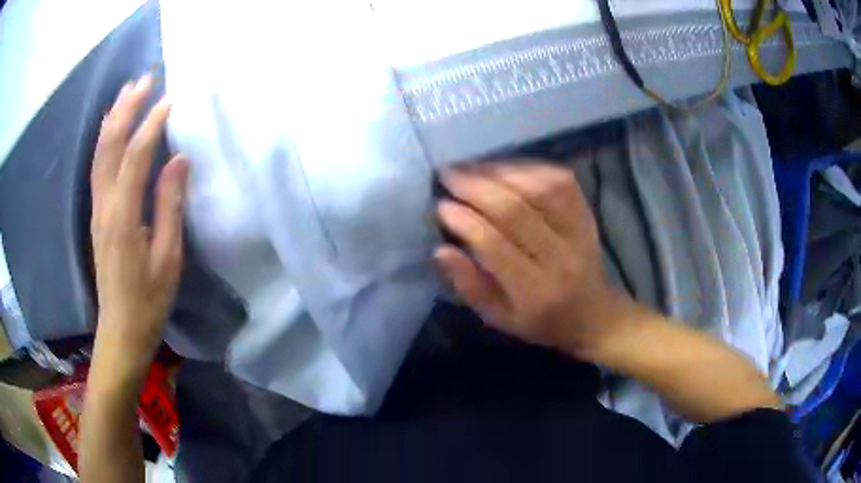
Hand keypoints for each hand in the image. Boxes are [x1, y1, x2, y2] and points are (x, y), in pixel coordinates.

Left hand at [90, 75, 188, 377]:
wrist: (121, 331)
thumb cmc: (148, 301)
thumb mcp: (167, 258)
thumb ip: (170, 206)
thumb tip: (178, 160)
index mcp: (123, 217)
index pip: (134, 157)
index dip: (151, 125)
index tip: (171, 99)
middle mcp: (104, 206)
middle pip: (109, 146)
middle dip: (126, 109)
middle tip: (145, 79)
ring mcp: (97, 209)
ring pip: (100, 153)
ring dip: (113, 118)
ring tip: (129, 90)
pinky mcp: (97, 215)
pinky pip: (99, 166)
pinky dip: (106, 139)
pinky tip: (113, 126)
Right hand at [436, 161, 632, 358]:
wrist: (593, 315)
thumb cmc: (540, 321)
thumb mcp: (498, 318)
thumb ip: (469, 285)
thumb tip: (440, 250)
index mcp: (534, 292)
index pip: (495, 247)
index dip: (465, 222)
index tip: (441, 205)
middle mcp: (560, 258)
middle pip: (516, 211)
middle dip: (476, 188)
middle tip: (449, 175)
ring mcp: (579, 232)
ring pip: (540, 189)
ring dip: (501, 172)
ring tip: (472, 168)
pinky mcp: (587, 215)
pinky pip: (561, 181)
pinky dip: (530, 168)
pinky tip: (506, 168)